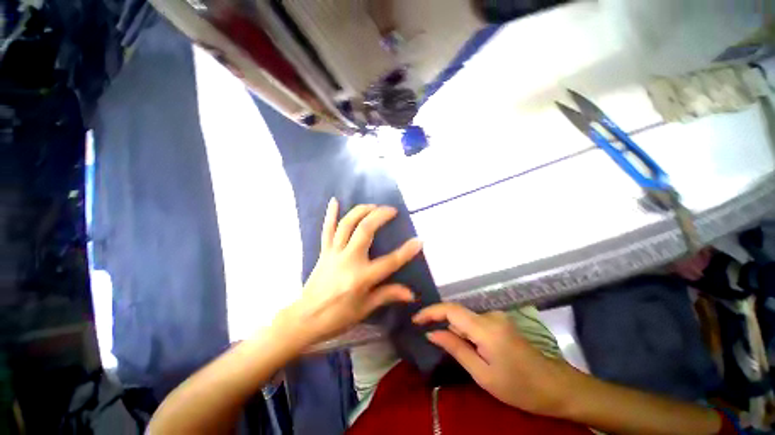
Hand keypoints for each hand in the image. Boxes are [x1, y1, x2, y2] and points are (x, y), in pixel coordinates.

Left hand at [282, 198, 422, 347]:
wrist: (305, 318)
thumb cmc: (338, 317)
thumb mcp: (365, 308)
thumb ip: (388, 295)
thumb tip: (411, 294)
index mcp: (361, 277)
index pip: (390, 261)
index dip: (407, 251)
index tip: (419, 240)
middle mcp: (348, 260)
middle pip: (365, 230)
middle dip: (380, 216)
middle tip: (392, 210)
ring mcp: (334, 253)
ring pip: (347, 224)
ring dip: (361, 211)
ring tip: (373, 205)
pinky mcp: (324, 251)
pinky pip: (327, 229)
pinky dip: (331, 214)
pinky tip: (334, 200)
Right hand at [413, 303, 570, 417]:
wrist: (556, 386)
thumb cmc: (519, 387)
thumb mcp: (483, 374)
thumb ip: (456, 348)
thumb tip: (432, 333)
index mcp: (485, 328)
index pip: (450, 309)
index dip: (430, 311)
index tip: (415, 319)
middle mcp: (490, 315)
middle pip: (457, 313)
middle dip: (441, 322)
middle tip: (427, 335)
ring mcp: (497, 317)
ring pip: (465, 318)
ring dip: (454, 329)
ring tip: (449, 346)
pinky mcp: (501, 322)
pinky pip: (475, 322)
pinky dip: (465, 331)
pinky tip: (468, 348)